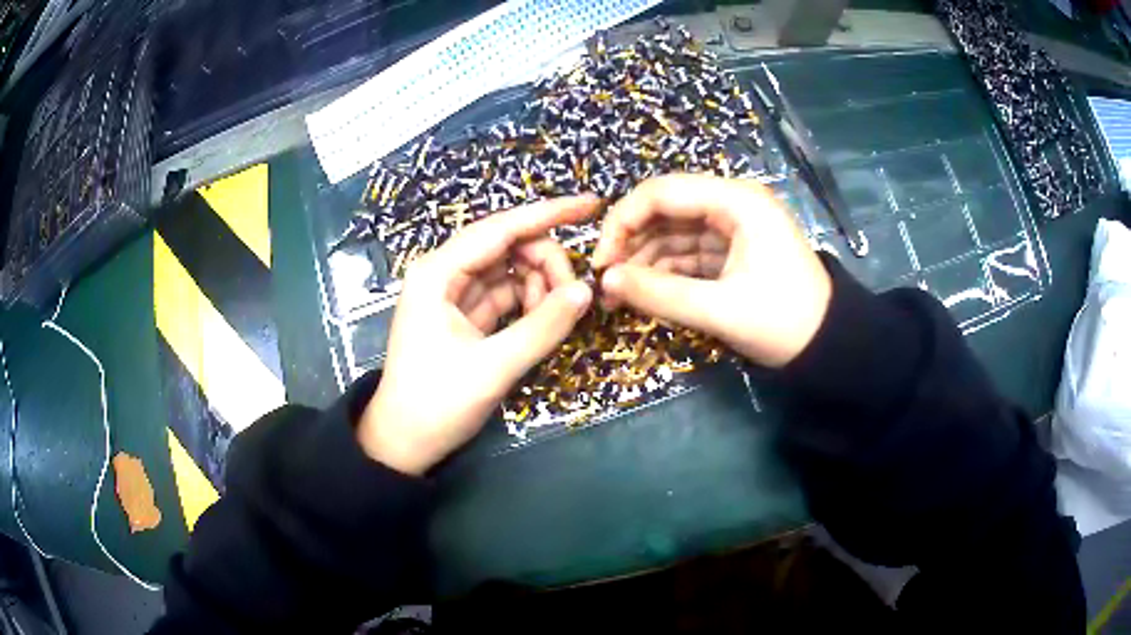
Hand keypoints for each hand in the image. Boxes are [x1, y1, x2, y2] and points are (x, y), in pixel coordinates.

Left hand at [358, 196, 598, 474]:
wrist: (404, 442)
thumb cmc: (436, 403)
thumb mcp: (493, 367)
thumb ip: (542, 327)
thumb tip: (586, 291)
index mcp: (438, 272)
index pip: (502, 228)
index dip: (550, 213)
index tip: (593, 205)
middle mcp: (445, 272)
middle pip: (508, 245)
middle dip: (546, 262)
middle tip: (574, 297)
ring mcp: (454, 293)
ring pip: (510, 269)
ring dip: (540, 284)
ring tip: (557, 315)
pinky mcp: (464, 315)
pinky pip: (505, 293)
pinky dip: (529, 301)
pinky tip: (544, 317)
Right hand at [591, 174, 830, 368]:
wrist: (829, 346)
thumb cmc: (784, 322)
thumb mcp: (720, 310)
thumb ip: (660, 294)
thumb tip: (605, 281)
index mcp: (736, 201)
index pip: (662, 193)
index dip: (622, 222)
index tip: (600, 262)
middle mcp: (731, 203)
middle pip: (665, 210)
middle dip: (631, 243)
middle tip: (606, 281)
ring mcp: (732, 227)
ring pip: (673, 233)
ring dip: (644, 261)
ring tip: (619, 296)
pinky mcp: (732, 251)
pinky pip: (688, 253)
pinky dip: (666, 272)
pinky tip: (644, 294)